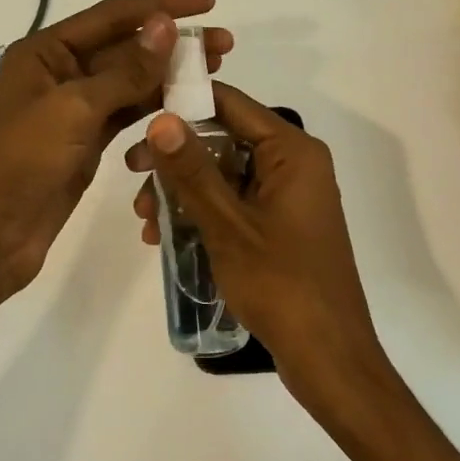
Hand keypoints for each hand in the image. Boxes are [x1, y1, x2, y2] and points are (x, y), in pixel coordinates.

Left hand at [0, 0, 230, 305]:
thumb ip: (125, 70)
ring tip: (216, 70)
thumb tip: (165, 25)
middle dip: (174, 44)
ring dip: (170, 76)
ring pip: (130, 83)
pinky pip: (127, 115)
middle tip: (226, 45)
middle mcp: (60, 73)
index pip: (113, 16)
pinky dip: (155, 109)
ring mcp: (74, 110)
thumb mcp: (73, 109)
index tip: (208, 2)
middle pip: (126, 48)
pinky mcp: (85, 143)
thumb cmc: (19, 162)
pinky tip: (186, 106)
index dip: (162, 5)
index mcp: (46, 52)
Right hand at [126, 84, 391, 415]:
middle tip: (132, 175)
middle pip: (224, 139)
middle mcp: (294, 164)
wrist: (327, 357)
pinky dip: (202, 213)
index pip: (230, 104)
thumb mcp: (227, 224)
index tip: (138, 115)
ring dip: (182, 191)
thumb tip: (161, 118)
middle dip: (176, 159)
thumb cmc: (280, 283)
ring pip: (224, 175)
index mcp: (292, 151)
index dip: (183, 103)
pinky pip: (234, 203)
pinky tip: (166, 237)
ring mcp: (288, 197)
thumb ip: (192, 170)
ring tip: (146, 221)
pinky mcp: (280, 226)